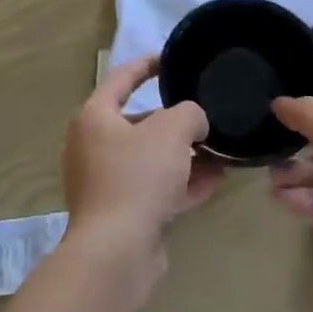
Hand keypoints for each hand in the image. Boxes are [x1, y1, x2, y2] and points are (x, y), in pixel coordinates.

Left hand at [64, 57, 221, 263]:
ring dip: (183, 155)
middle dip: (175, 121)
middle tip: (204, 116)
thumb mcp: (172, 130)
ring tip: (219, 151)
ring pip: (150, 159)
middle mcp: (93, 146)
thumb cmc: (137, 176)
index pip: (121, 78)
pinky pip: (153, 189)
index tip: (170, 59)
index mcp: (95, 117)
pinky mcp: (120, 214)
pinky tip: (213, 182)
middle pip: (139, 123)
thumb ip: (189, 114)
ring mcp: (104, 183)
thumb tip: (193, 123)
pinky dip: (180, 183)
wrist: (116, 252)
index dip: (146, 65)